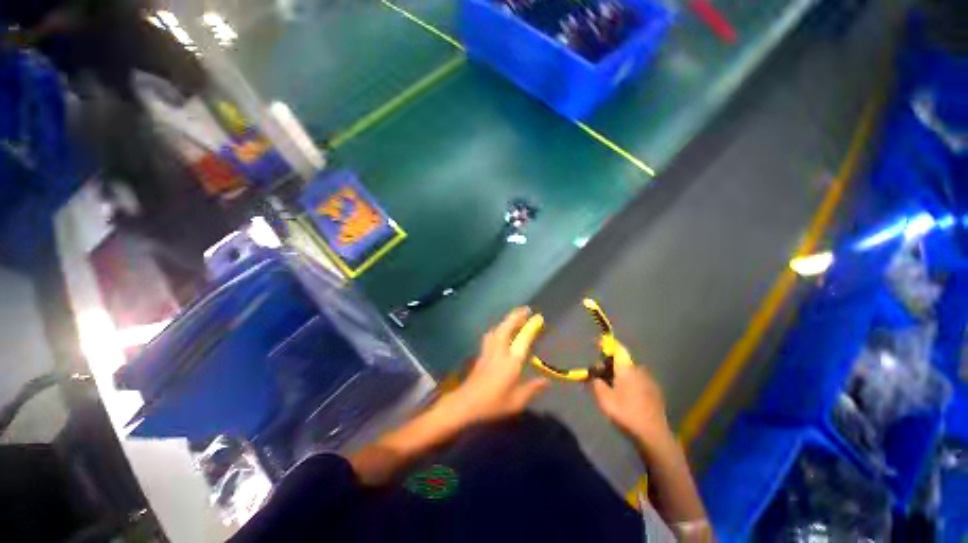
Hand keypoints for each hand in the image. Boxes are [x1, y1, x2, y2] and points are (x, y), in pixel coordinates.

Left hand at [446, 307, 548, 424]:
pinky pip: (491, 335)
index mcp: (510, 361)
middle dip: (515, 316)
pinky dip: (498, 329)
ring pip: (496, 329)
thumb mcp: (516, 401)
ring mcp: (488, 351)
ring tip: (514, 318)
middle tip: (525, 310)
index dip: (530, 326)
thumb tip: (546, 381)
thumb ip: (532, 389)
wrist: (465, 403)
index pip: (522, 339)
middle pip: (506, 327)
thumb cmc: (492, 403)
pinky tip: (499, 332)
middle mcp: (499, 351)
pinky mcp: (481, 354)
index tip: (537, 317)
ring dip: (506, 321)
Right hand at [590, 341, 673, 450]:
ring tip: (611, 387)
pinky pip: (638, 381)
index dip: (606, 343)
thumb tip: (595, 376)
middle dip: (609, 364)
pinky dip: (629, 383)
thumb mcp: (604, 398)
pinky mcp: (655, 392)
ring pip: (630, 371)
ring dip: (619, 375)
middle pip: (622, 361)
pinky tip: (625, 396)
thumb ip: (596, 383)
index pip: (617, 348)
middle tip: (600, 374)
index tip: (596, 342)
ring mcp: (650, 381)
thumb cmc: (626, 413)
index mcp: (627, 368)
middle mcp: (640, 370)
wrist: (654, 435)